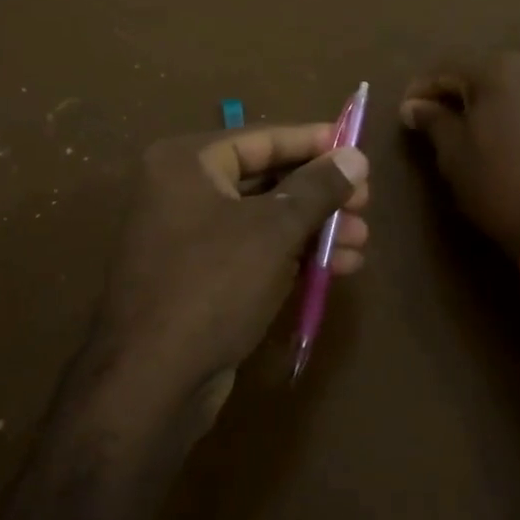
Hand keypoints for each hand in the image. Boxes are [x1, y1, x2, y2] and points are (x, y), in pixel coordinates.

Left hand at [82, 124, 368, 442]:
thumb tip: (356, 156)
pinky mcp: (200, 277)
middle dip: (320, 194)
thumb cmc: (213, 285)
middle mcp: (182, 191)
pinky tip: (339, 268)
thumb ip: (318, 188)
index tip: (357, 147)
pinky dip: (293, 255)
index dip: (313, 142)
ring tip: (362, 241)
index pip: (262, 138)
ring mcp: (189, 237)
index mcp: (186, 163)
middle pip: (266, 178)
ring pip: (265, 219)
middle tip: (366, 203)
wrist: (153, 381)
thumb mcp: (274, 230)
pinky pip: (254, 251)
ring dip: (315, 229)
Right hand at [401, 51, 519, 261]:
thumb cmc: (500, 186)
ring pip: (517, 83)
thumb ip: (433, 121)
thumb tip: (413, 106)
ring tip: (478, 128)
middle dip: (461, 90)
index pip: (446, 69)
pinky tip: (514, 137)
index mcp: (497, 68)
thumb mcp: (454, 156)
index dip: (422, 90)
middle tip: (441, 118)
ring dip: (494, 100)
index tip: (406, 112)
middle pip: (485, 70)